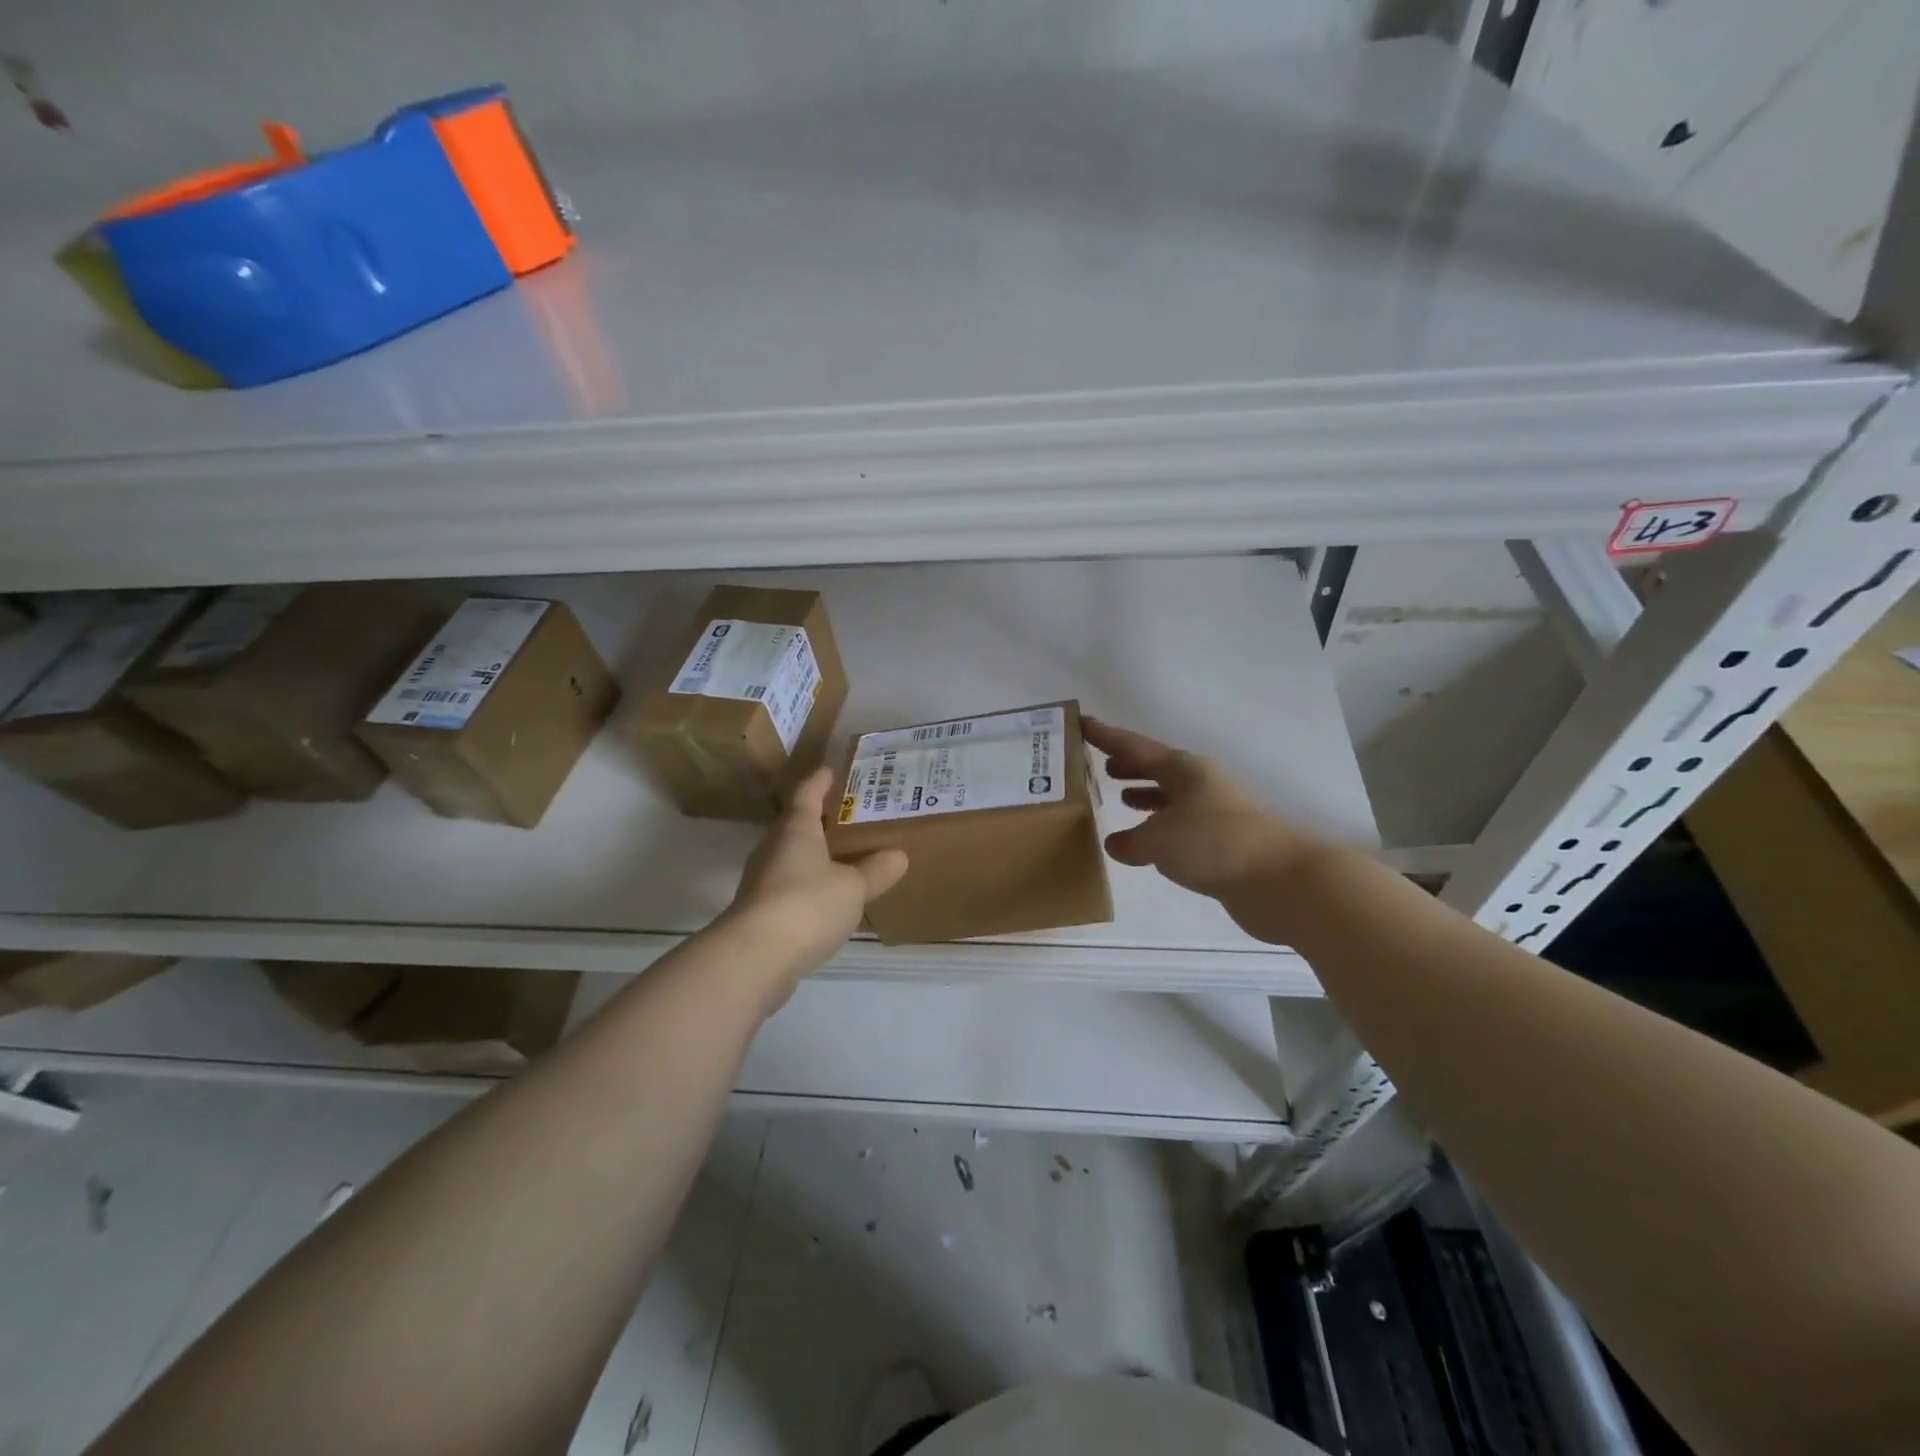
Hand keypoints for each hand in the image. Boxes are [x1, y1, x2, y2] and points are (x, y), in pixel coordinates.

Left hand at [723, 767, 908, 1009]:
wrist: (756, 958)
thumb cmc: (807, 904)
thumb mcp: (853, 887)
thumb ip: (876, 871)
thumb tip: (899, 855)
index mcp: (796, 829)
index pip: (807, 794)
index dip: (820, 781)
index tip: (831, 770)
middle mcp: (774, 848)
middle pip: (796, 824)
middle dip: (820, 818)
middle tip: (850, 815)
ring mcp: (763, 881)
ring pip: (792, 857)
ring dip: (814, 854)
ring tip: (844, 855)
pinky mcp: (761, 912)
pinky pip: (790, 887)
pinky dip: (809, 885)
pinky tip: (828, 897)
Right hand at [1084, 716, 1326, 938]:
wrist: (1280, 880)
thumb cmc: (1213, 845)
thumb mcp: (1158, 841)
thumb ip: (1130, 841)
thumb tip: (1116, 843)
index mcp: (1182, 769)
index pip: (1133, 746)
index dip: (1105, 736)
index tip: (1081, 722)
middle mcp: (1198, 783)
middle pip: (1156, 766)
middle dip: (1128, 764)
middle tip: (1099, 764)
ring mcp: (1214, 810)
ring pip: (1170, 795)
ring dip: (1145, 793)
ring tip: (1120, 797)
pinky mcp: (1223, 840)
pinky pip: (1180, 823)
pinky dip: (1159, 825)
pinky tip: (1148, 841)